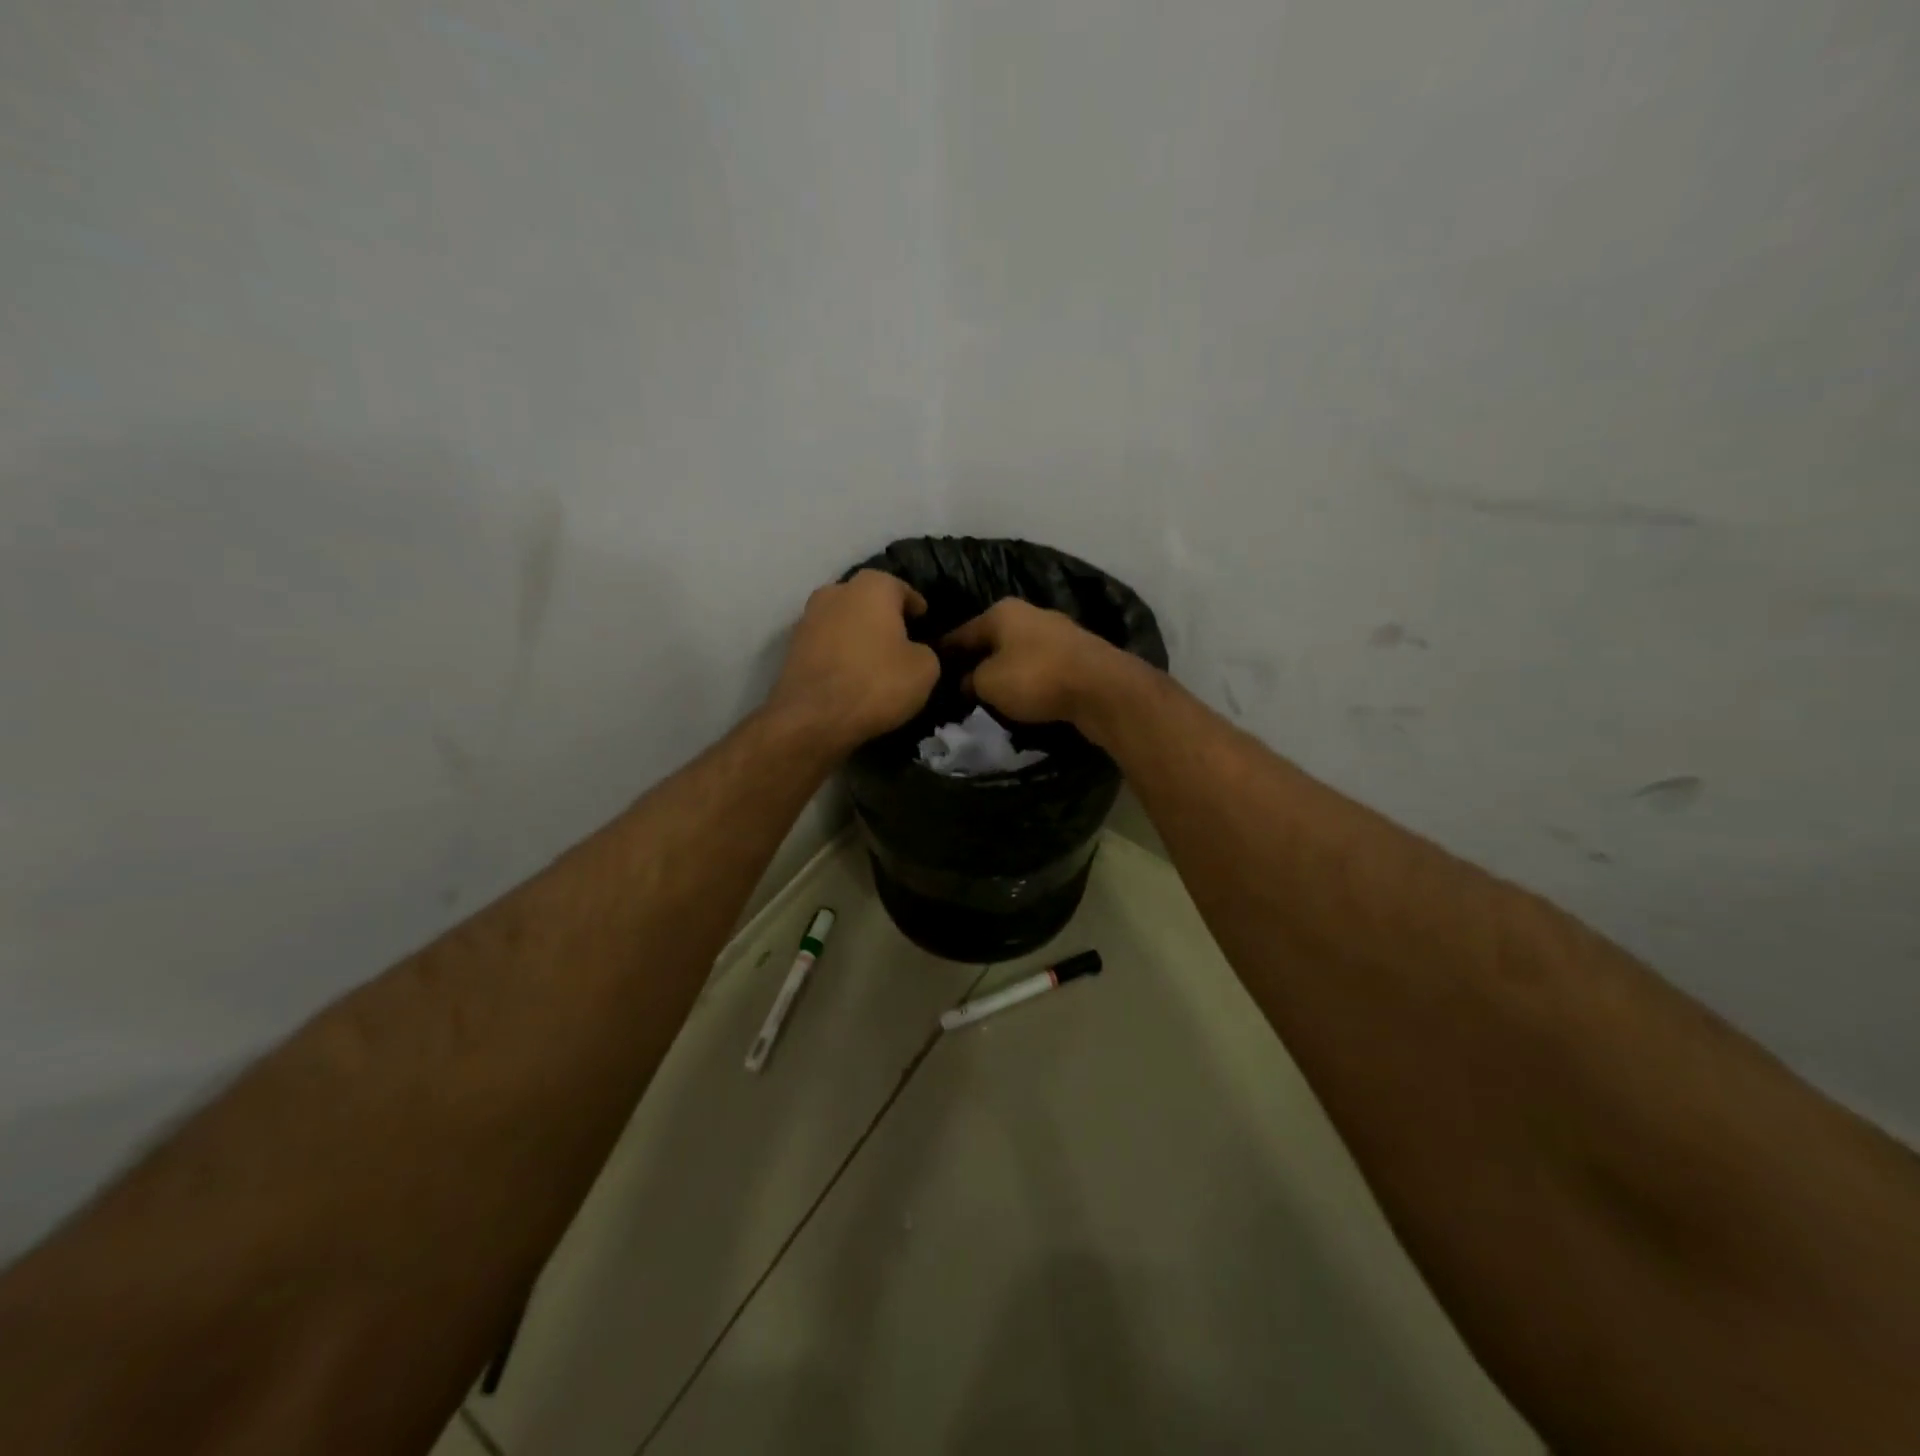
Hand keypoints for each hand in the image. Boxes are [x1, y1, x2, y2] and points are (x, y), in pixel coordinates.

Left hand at [767, 570, 939, 751]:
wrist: (813, 718)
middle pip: (867, 600)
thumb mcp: (925, 669)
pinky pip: (826, 643)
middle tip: (900, 640)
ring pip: (843, 620)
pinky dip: (840, 653)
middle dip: (884, 616)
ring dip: (858, 634)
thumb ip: (925, 650)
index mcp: (872, 587)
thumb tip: (914, 651)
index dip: (916, 607)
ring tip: (875, 659)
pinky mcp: (792, 647)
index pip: (902, 588)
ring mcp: (808, 618)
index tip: (924, 622)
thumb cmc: (877, 683)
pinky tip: (852, 674)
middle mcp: (836, 591)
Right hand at [942, 598, 1138, 732]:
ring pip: (1018, 654)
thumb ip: (970, 681)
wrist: (1102, 689)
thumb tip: (967, 682)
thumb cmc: (1035, 678)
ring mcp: (1058, 632)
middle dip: (976, 663)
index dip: (944, 654)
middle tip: (959, 690)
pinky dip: (1030, 681)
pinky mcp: (1078, 655)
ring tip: (990, 697)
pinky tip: (1023, 698)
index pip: (961, 633)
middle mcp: (1030, 614)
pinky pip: (1042, 667)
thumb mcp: (988, 683)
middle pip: (992, 641)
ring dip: (1005, 673)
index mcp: (1002, 612)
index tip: (931, 672)